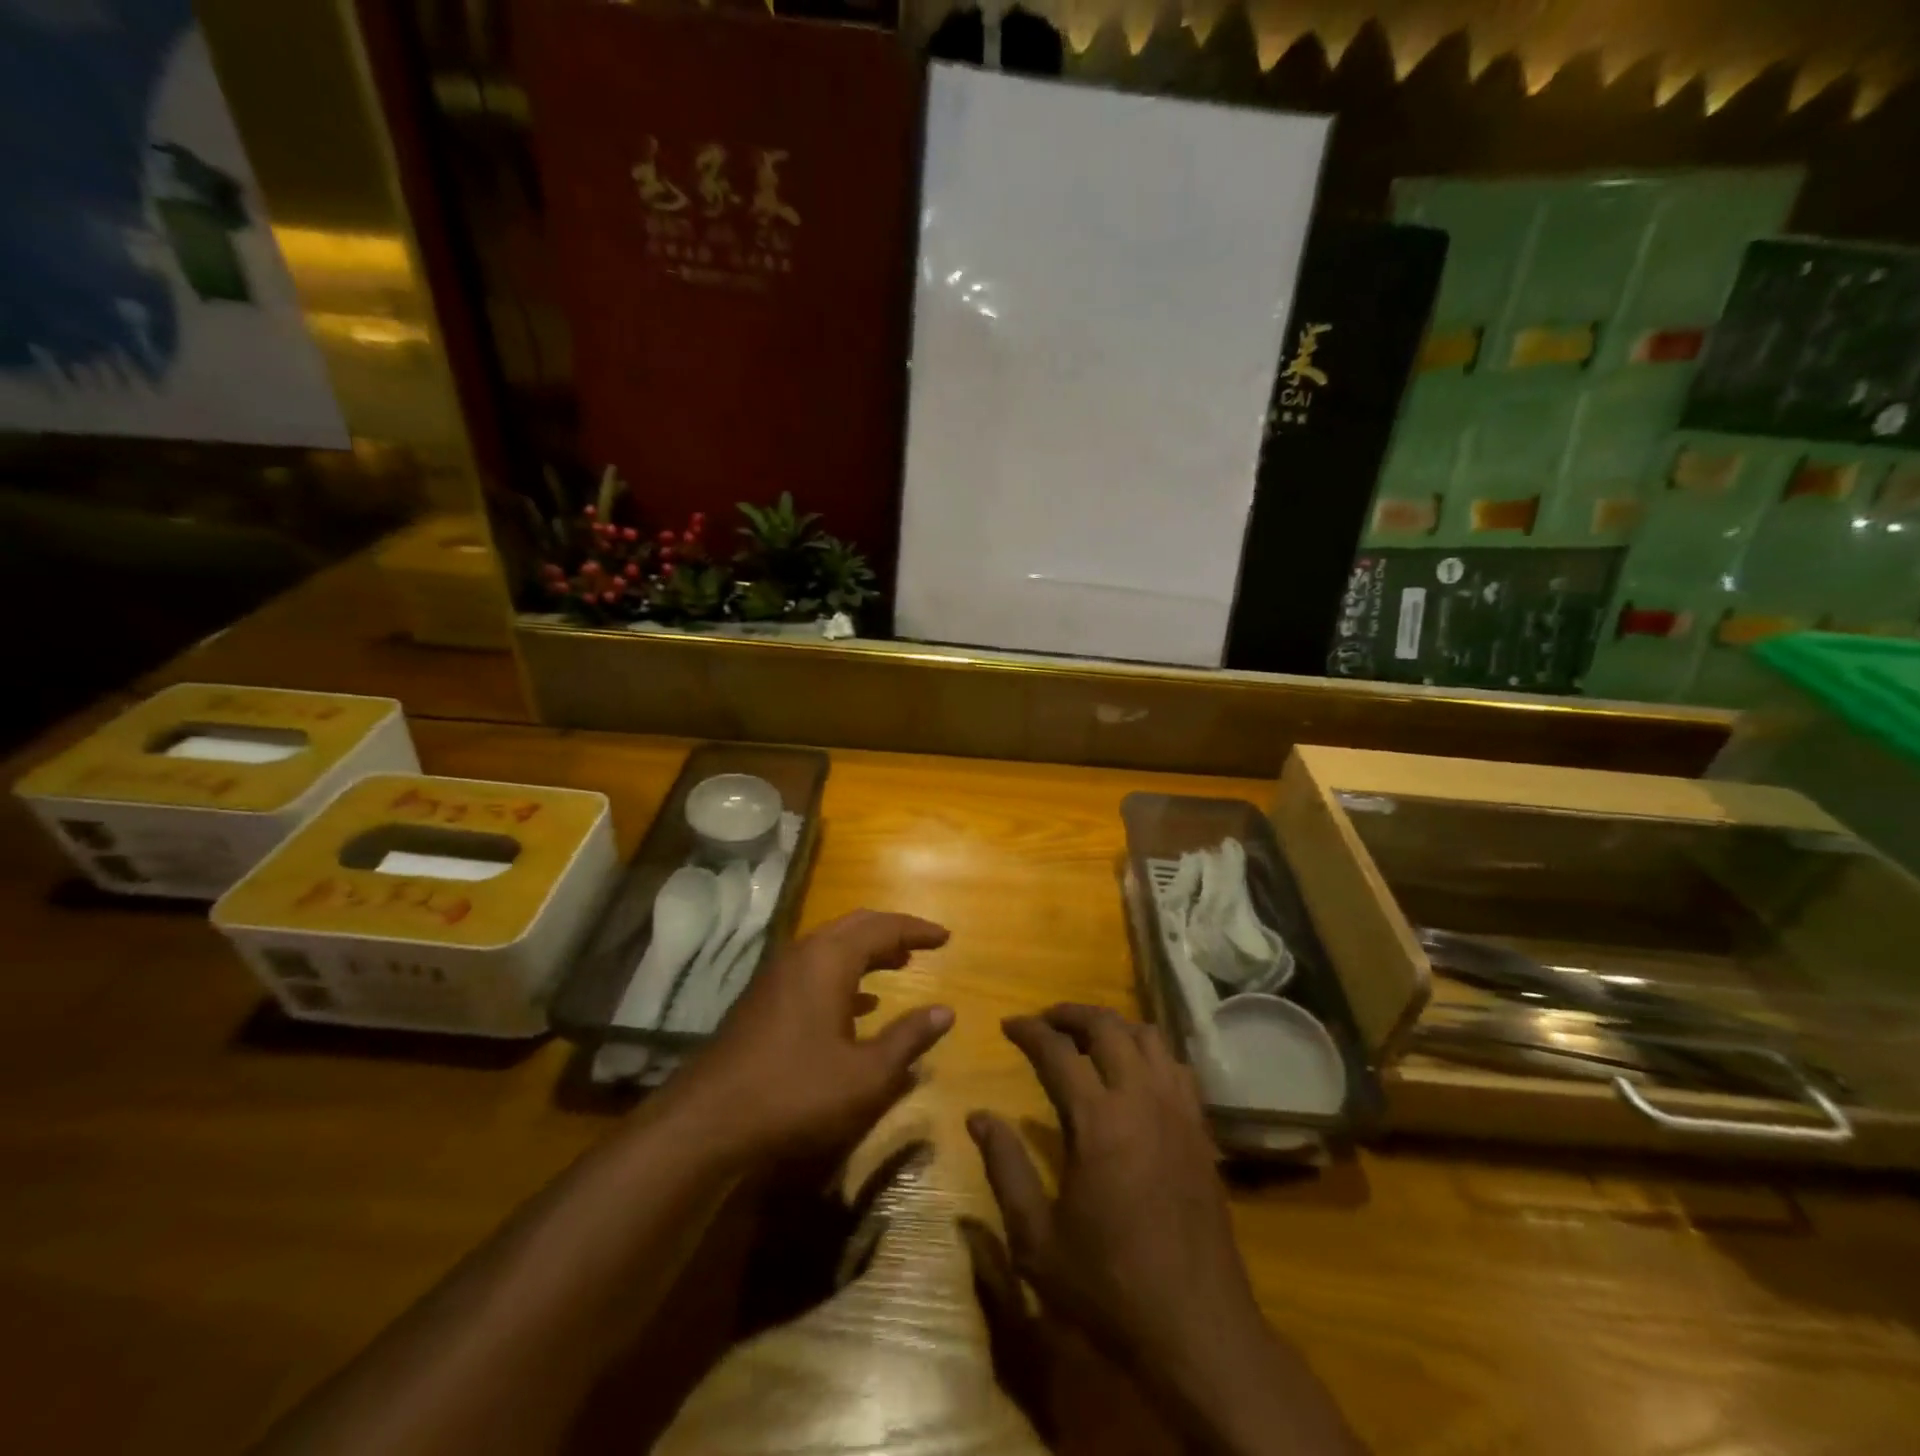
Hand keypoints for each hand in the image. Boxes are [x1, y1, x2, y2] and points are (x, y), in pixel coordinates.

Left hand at [669, 910, 953, 1161]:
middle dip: (891, 932)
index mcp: (829, 959)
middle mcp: (803, 954)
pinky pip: (814, 969)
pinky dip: (844, 974)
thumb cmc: (795, 1092)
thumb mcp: (865, 1075)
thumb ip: (908, 1040)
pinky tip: (859, 1003)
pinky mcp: (764, 998)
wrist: (708, 1120)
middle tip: (922, 945)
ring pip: (831, 946)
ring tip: (898, 963)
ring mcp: (778, 975)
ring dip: (866, 951)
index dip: (917, 930)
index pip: (883, 928)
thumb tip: (945, 1012)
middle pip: (855, 927)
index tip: (946, 937)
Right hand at [969, 1005, 1361, 1455]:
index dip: (1029, 1030)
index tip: (1008, 1025)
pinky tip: (1134, 1072)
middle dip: (1070, 1014)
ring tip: (1087, 1039)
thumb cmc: (1108, 1286)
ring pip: (1147, 1036)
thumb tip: (978, 1116)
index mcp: (1098, 1120)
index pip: (1057, 1051)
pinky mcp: (1201, 1129)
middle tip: (1045, 1022)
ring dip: (1113, 1026)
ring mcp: (1178, 1110)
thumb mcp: (1037, 1238)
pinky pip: (1176, 1065)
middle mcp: (1141, 1099)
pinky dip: (1148, 1051)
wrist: (1197, 1329)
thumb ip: (1005, 1168)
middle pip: (1107, 1027)